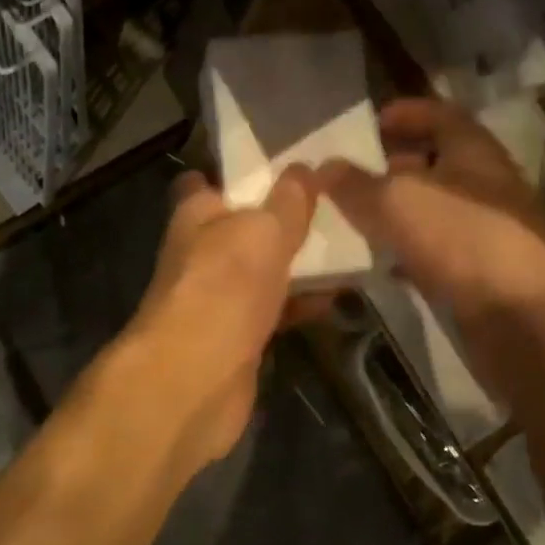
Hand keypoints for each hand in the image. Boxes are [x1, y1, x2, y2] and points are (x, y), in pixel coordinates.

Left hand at [118, 166, 317, 478]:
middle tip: (332, 202)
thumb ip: (289, 200)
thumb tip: (305, 167)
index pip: (209, 181)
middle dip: (281, 217)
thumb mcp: (264, 230)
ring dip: (297, 262)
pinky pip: (274, 308)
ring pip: (262, 269)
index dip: (239, 173)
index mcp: (196, 215)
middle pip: (243, 226)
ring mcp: (219, 296)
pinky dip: (301, 303)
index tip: (281, 164)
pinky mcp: (237, 336)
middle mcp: (202, 252)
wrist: (195, 379)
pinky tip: (337, 296)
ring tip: (348, 244)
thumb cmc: (224, 287)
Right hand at [319, 97, 544, 326]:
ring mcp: (488, 233)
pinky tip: (380, 265)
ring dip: (400, 213)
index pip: (441, 115)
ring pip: (436, 212)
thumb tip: (324, 167)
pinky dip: (409, 254)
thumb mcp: (398, 201)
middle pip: (438, 164)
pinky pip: (438, 254)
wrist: (526, 318)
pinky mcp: (483, 275)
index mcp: (474, 152)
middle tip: (353, 175)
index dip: (407, 113)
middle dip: (396, 166)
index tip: (372, 122)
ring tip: (356, 219)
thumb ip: (356, 184)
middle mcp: (486, 186)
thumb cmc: (463, 239)